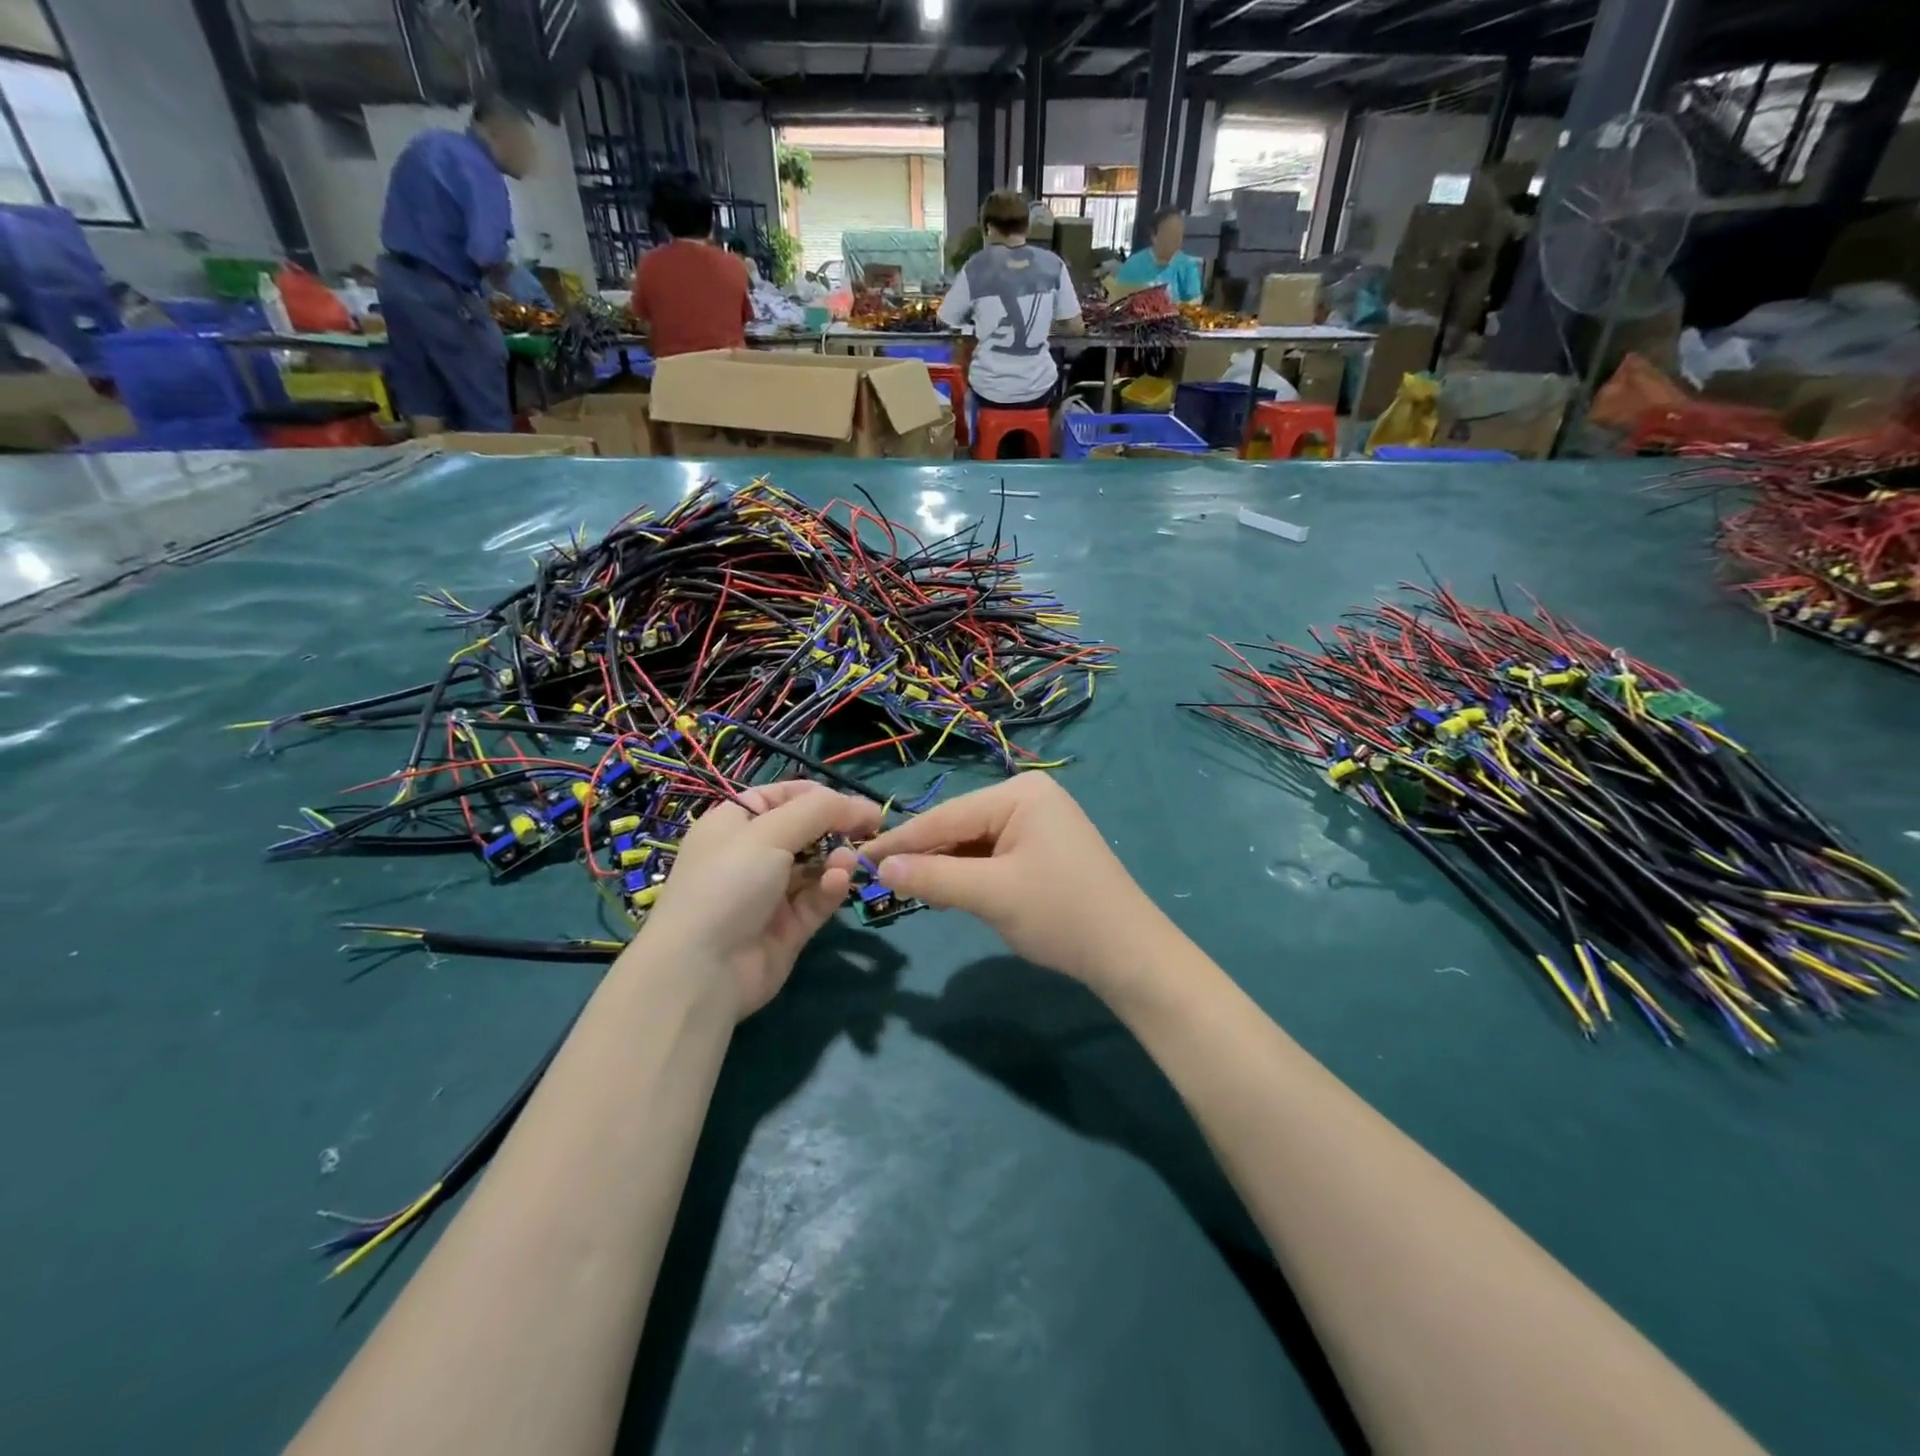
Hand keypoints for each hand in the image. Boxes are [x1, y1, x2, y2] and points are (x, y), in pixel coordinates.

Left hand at [641, 781, 881, 1020]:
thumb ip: (818, 811)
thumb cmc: (728, 883)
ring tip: (850, 860)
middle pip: (805, 830)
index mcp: (735, 824)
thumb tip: (859, 805)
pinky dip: (831, 888)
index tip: (855, 801)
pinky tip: (839, 882)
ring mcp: (770, 893)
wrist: (702, 971)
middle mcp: (751, 855)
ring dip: (837, 858)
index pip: (782, 797)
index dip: (819, 795)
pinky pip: (817, 898)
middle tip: (872, 827)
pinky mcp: (788, 927)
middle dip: (837, 827)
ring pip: (816, 865)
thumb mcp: (769, 832)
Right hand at [861, 774, 1165, 992]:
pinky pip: (993, 854)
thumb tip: (879, 868)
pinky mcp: (1043, 847)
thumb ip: (933, 878)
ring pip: (974, 842)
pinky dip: (970, 875)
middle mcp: (1028, 796)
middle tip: (881, 882)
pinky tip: (950, 894)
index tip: (858, 857)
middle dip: (925, 856)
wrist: (1128, 953)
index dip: (900, 841)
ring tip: (914, 894)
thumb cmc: (1060, 914)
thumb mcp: (990, 895)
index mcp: (1020, 793)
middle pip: (959, 826)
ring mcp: (1038, 821)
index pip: (946, 816)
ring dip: (946, 868)